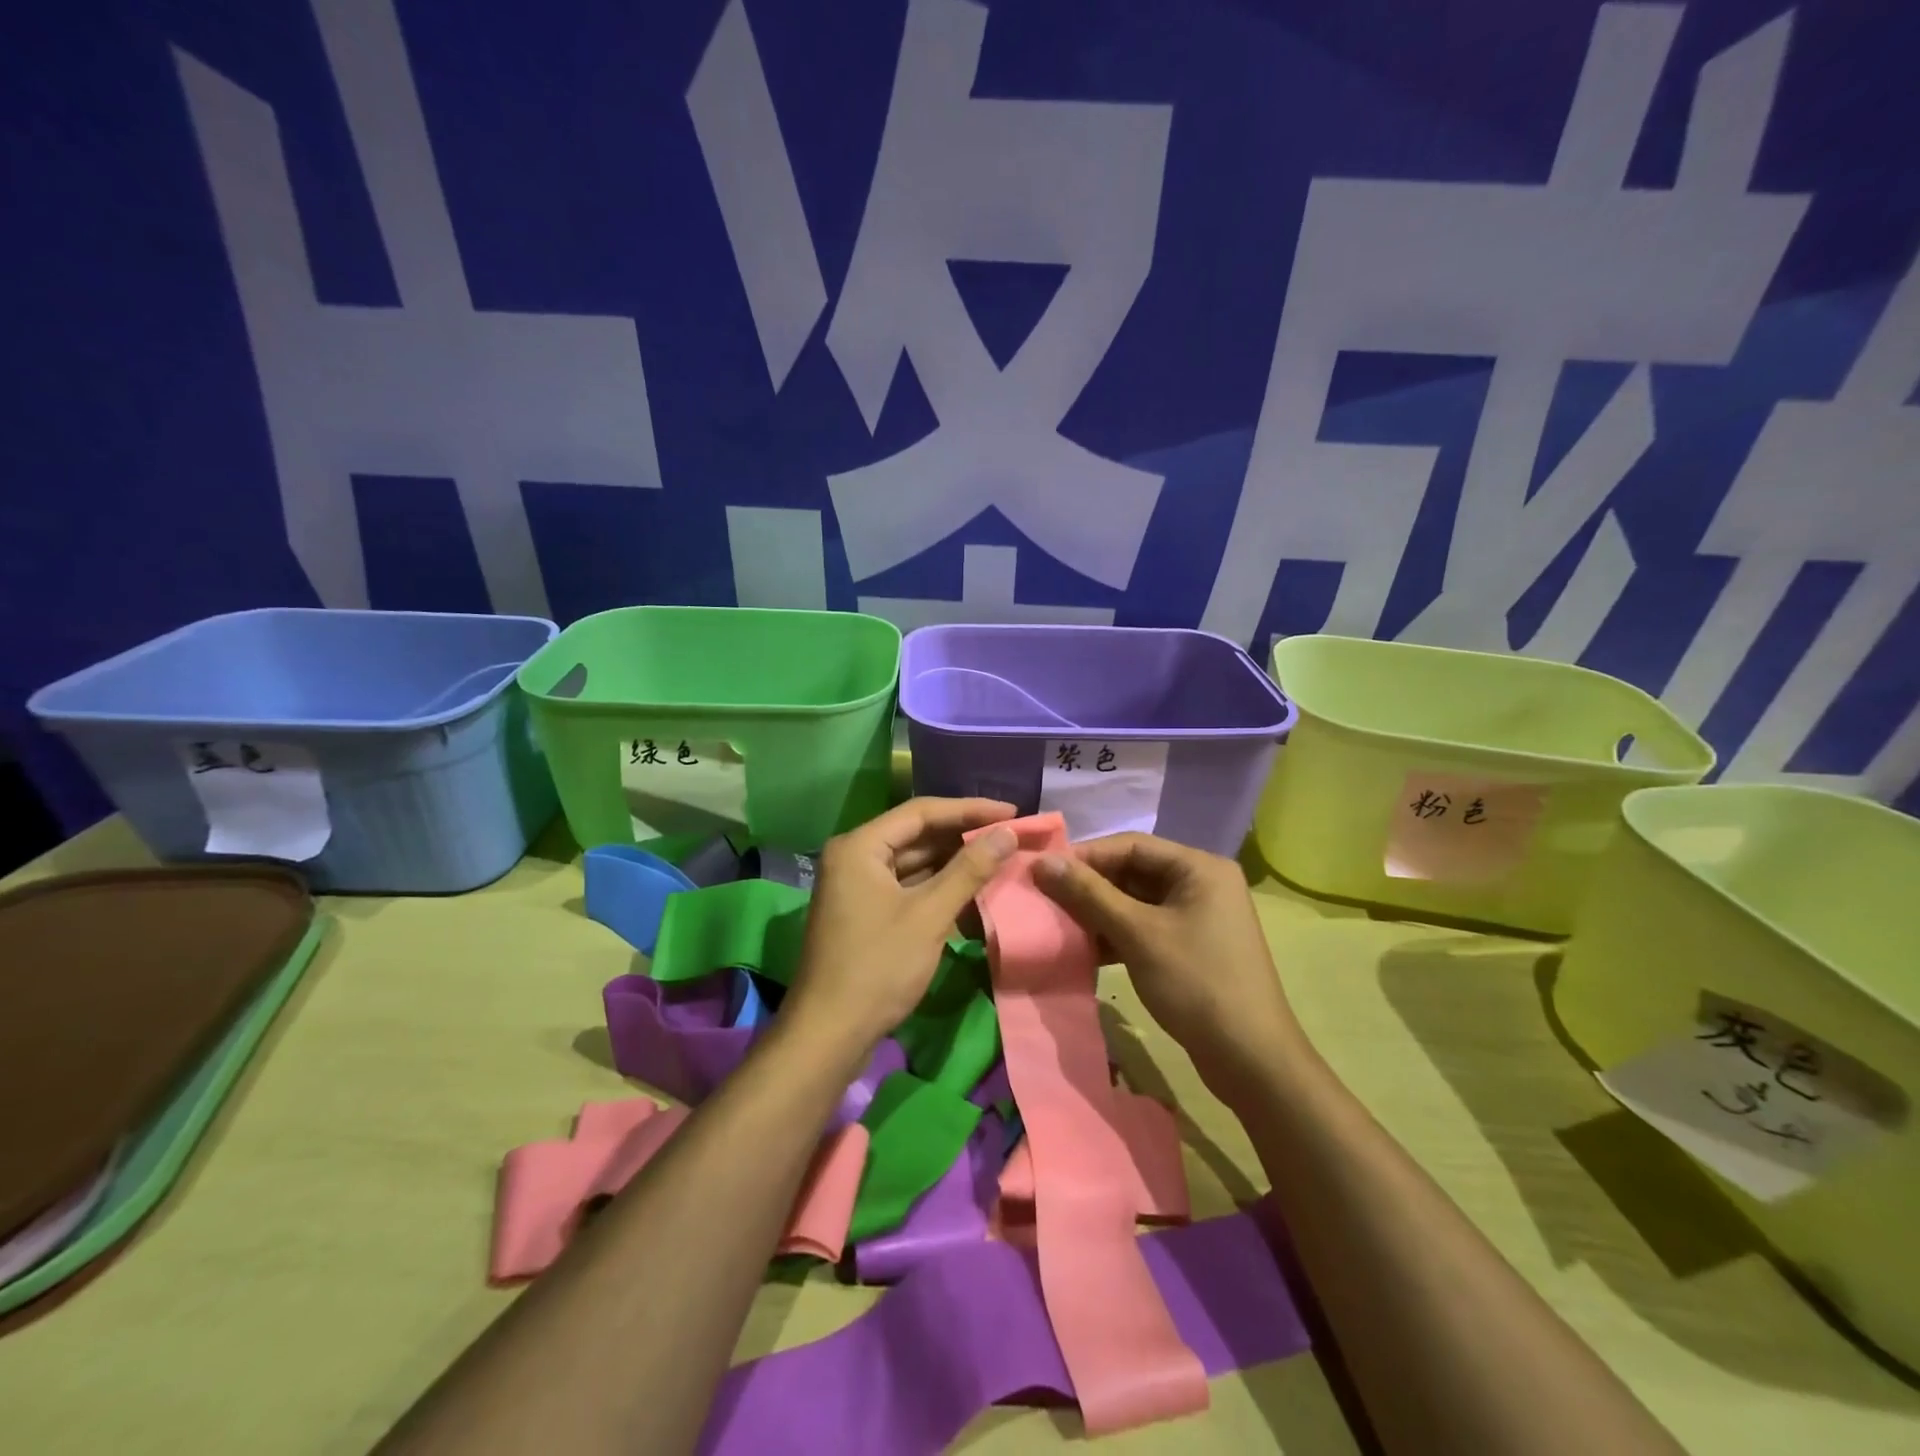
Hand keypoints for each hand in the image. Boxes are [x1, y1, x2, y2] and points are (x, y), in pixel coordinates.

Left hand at [782, 798, 1018, 1055]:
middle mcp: (854, 857)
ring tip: (1000, 861)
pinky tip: (973, 894)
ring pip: (914, 863)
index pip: (922, 811)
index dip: (970, 810)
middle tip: (1010, 837)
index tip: (1012, 813)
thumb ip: (969, 870)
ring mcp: (858, 886)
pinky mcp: (865, 912)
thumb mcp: (929, 915)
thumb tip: (1007, 832)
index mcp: (860, 846)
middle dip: (964, 837)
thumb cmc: (878, 967)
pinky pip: (908, 888)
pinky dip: (938, 889)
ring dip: (954, 864)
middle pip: (917, 834)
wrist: (829, 1034)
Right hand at [1033, 833, 1302, 1100]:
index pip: (1131, 845)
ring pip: (1134, 902)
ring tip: (1056, 924)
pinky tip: (1083, 950)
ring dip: (1097, 913)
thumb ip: (1089, 894)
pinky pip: (1143, 928)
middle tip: (1045, 899)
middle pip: (1132, 872)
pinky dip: (1114, 935)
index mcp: (1199, 867)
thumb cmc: (1196, 983)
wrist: (1251, 1060)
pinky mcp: (1189, 947)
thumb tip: (1042, 862)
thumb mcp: (1137, 934)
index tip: (1042, 871)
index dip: (1085, 856)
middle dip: (1089, 887)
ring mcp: (1196, 917)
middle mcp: (1201, 883)